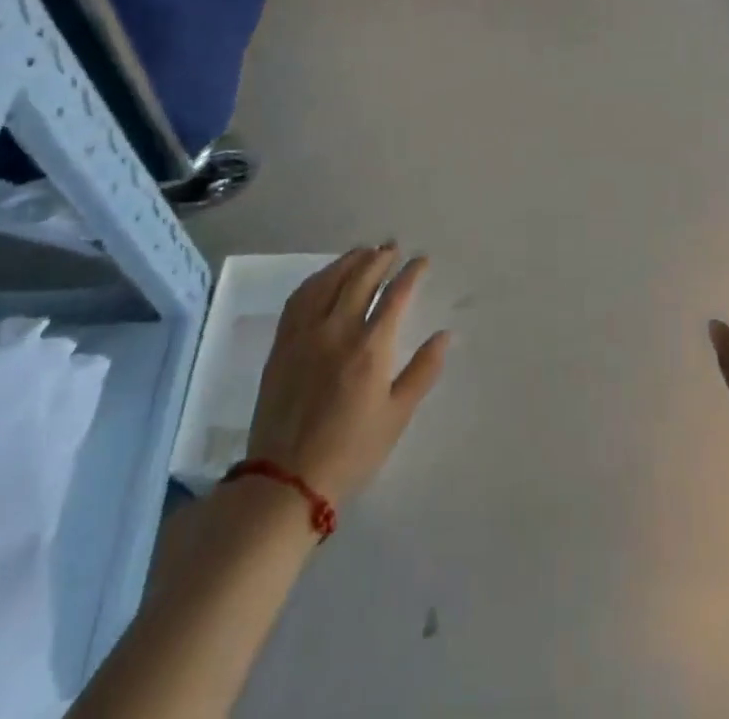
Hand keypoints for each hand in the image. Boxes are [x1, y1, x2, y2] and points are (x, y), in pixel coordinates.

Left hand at [246, 245, 450, 506]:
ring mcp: (306, 333)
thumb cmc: (351, 451)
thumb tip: (445, 334)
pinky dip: (317, 278)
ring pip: (329, 281)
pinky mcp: (283, 343)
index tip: (421, 260)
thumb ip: (423, 371)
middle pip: (361, 278)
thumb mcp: (397, 416)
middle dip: (380, 258)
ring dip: (349, 261)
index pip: (396, 295)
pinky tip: (325, 276)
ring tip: (364, 251)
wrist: (287, 481)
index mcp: (371, 348)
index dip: (411, 273)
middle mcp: (338, 329)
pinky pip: (300, 297)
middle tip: (392, 247)